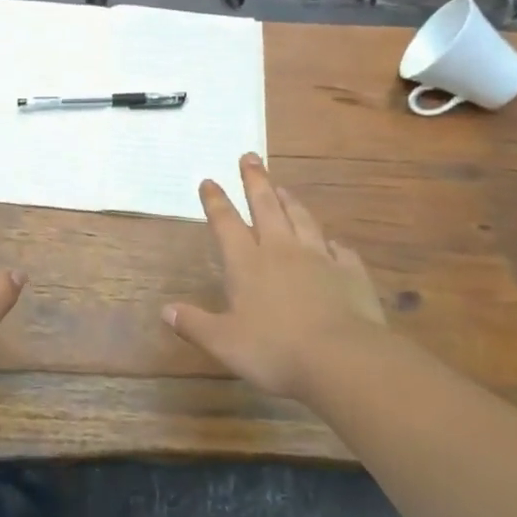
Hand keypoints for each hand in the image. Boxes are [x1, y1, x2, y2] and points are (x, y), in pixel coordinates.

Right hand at [163, 154, 385, 400]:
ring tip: (283, 188)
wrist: (342, 359)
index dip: (216, 201)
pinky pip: (340, 251)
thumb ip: (194, 324)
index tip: (209, 180)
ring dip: (291, 201)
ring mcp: (319, 259)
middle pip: (266, 207)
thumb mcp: (224, 342)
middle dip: (255, 181)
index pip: (226, 223)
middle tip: (250, 157)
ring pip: (302, 220)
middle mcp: (281, 251)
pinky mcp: (350, 274)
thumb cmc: (275, 350)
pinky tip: (334, 243)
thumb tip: (165, 310)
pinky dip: (333, 244)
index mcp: (247, 263)